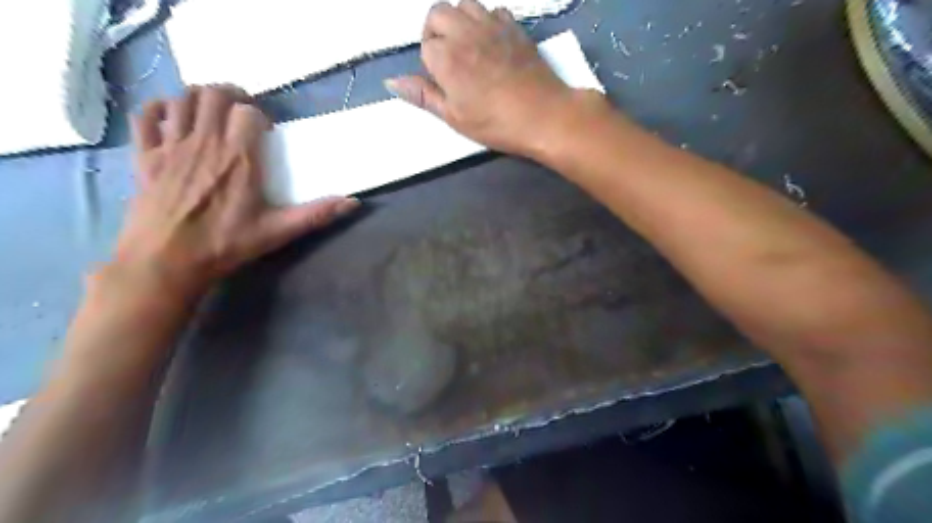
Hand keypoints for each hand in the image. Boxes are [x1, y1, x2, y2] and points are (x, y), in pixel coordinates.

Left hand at [118, 85, 357, 298]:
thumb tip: (353, 203)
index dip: (258, 115)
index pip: (247, 112)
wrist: (166, 262)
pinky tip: (173, 118)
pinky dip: (160, 108)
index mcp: (238, 159)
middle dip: (231, 95)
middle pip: (213, 95)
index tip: (265, 131)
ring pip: (182, 98)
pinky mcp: (145, 155)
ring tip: (212, 111)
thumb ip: (316, 214)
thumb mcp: (277, 231)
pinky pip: (147, 116)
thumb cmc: (225, 245)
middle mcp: (204, 143)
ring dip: (199, 97)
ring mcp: (170, 146)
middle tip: (241, 111)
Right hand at [386, 0, 575, 156]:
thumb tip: (392, 81)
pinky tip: (492, 43)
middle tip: (449, 60)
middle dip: (435, 32)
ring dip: (459, 21)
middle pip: (437, 13)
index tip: (444, 83)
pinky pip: (493, 10)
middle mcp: (464, 32)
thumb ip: (423, 95)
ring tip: (468, 48)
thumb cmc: (495, 123)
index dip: (430, 64)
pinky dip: (486, 21)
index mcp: (445, 57)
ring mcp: (491, 25)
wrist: (543, 114)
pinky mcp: (514, 26)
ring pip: (464, 4)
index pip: (425, 47)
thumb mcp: (454, 117)